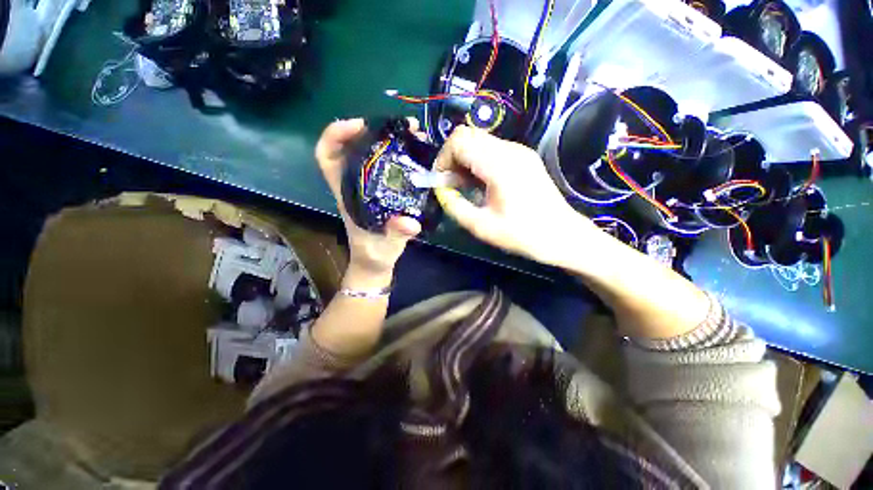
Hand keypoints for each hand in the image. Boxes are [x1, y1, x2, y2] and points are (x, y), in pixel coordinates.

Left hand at [315, 119, 420, 282]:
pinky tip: (420, 155)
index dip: (335, 135)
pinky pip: (391, 167)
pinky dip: (403, 156)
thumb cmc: (373, 255)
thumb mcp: (383, 248)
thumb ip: (394, 235)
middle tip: (403, 126)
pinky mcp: (386, 192)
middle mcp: (357, 185)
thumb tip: (409, 223)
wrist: (376, 263)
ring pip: (375, 155)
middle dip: (375, 131)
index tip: (359, 125)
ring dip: (393, 141)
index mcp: (347, 194)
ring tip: (416, 136)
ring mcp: (372, 187)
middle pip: (355, 148)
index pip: (327, 157)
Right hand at [434, 126, 604, 268]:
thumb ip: (455, 207)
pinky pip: (492, 150)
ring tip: (466, 187)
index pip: (459, 141)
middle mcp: (510, 149)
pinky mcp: (524, 157)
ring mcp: (519, 151)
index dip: (443, 158)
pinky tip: (482, 184)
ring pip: (479, 141)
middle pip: (468, 135)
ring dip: (465, 160)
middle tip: (452, 185)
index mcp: (499, 165)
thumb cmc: (523, 234)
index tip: (441, 181)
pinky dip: (478, 162)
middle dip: (452, 158)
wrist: (562, 235)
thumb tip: (441, 192)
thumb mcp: (482, 227)